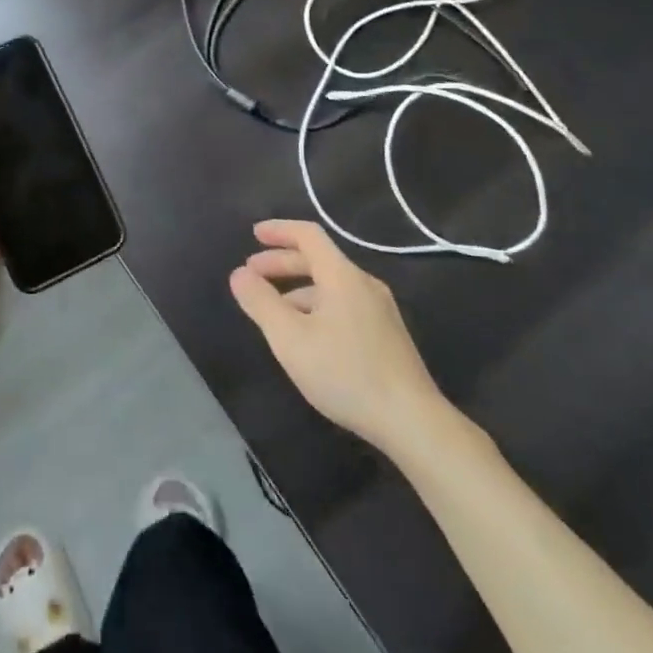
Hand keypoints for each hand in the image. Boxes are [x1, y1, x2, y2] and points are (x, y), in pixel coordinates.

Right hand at [229, 220, 448, 451]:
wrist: (413, 422)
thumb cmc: (346, 373)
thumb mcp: (290, 339)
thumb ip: (261, 303)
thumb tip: (239, 274)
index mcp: (342, 275)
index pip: (308, 235)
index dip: (279, 230)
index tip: (253, 234)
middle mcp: (364, 284)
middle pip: (319, 260)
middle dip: (282, 264)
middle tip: (252, 275)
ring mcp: (380, 310)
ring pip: (331, 286)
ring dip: (297, 289)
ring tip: (274, 312)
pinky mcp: (387, 336)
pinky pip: (344, 305)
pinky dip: (317, 307)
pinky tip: (307, 337)